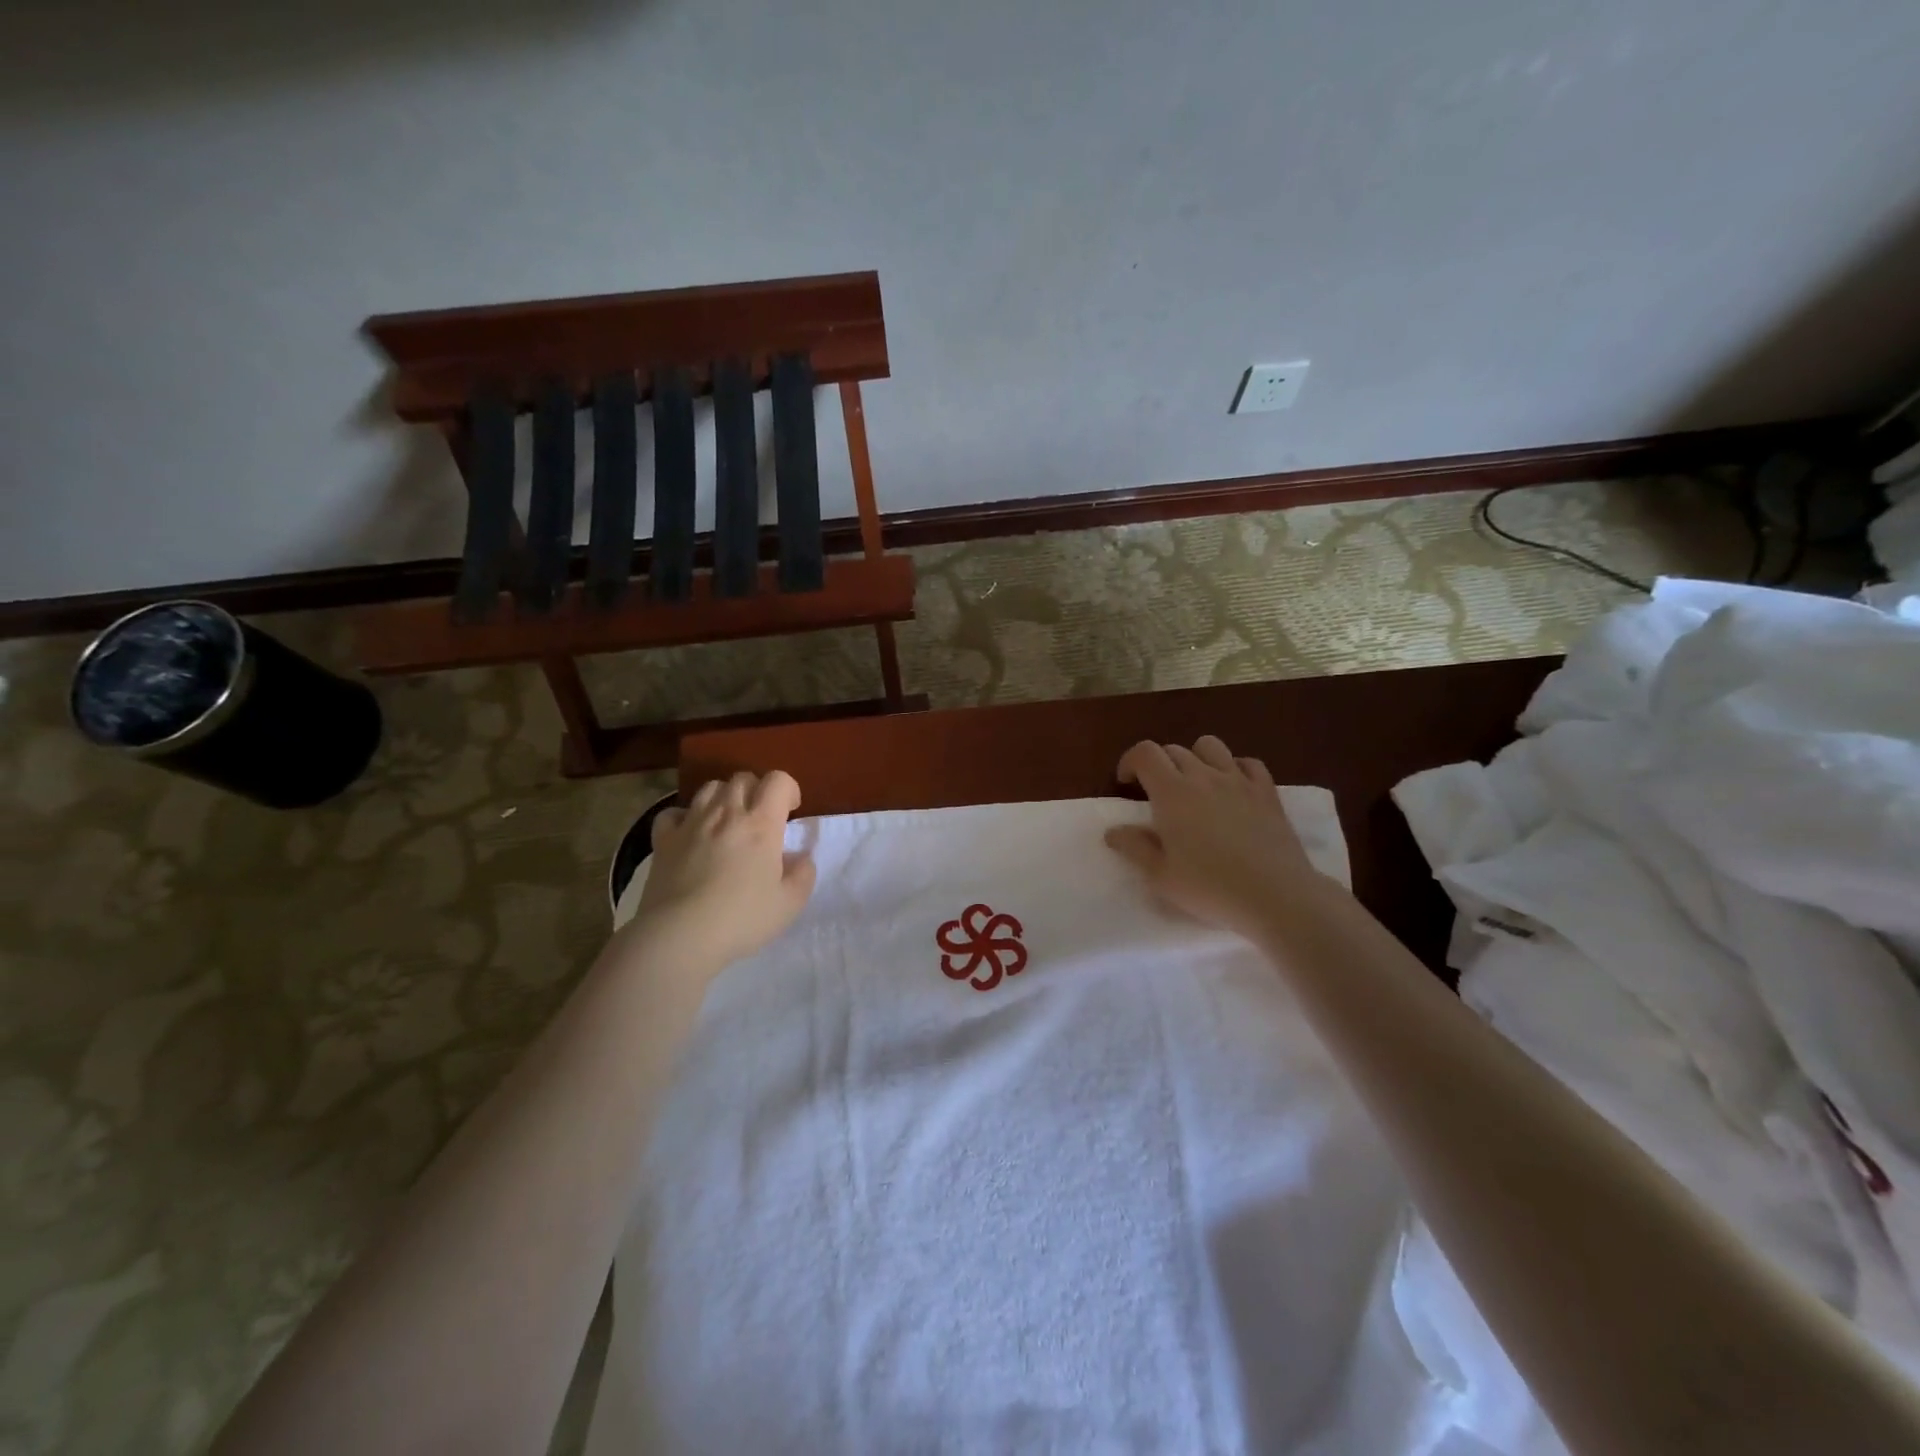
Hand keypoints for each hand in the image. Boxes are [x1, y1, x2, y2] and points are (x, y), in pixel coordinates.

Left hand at [631, 771, 815, 969]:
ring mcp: (691, 823)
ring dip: (724, 798)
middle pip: (743, 778)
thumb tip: (801, 858)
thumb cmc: (741, 919)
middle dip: (757, 790)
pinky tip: (691, 834)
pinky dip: (685, 817)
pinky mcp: (664, 840)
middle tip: (760, 818)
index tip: (791, 812)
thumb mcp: (790, 904)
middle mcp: (726, 813)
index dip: (788, 789)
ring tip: (727, 822)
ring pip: (709, 788)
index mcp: (761, 824)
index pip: (778, 780)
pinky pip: (674, 812)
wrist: (679, 936)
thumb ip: (803, 875)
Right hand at [1104, 735, 1323, 938]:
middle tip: (1157, 794)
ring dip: (1195, 757)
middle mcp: (1203, 776)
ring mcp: (1239, 780)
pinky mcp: (1267, 792)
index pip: (1145, 753)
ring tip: (1194, 783)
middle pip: (1174, 750)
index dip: (1130, 761)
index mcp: (1171, 792)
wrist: (1275, 895)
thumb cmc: (1209, 887)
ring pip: (1210, 746)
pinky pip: (1248, 763)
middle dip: (1159, 765)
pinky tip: (1232, 788)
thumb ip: (1134, 848)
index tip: (1127, 783)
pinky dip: (1234, 768)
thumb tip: (1113, 831)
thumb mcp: (1160, 876)